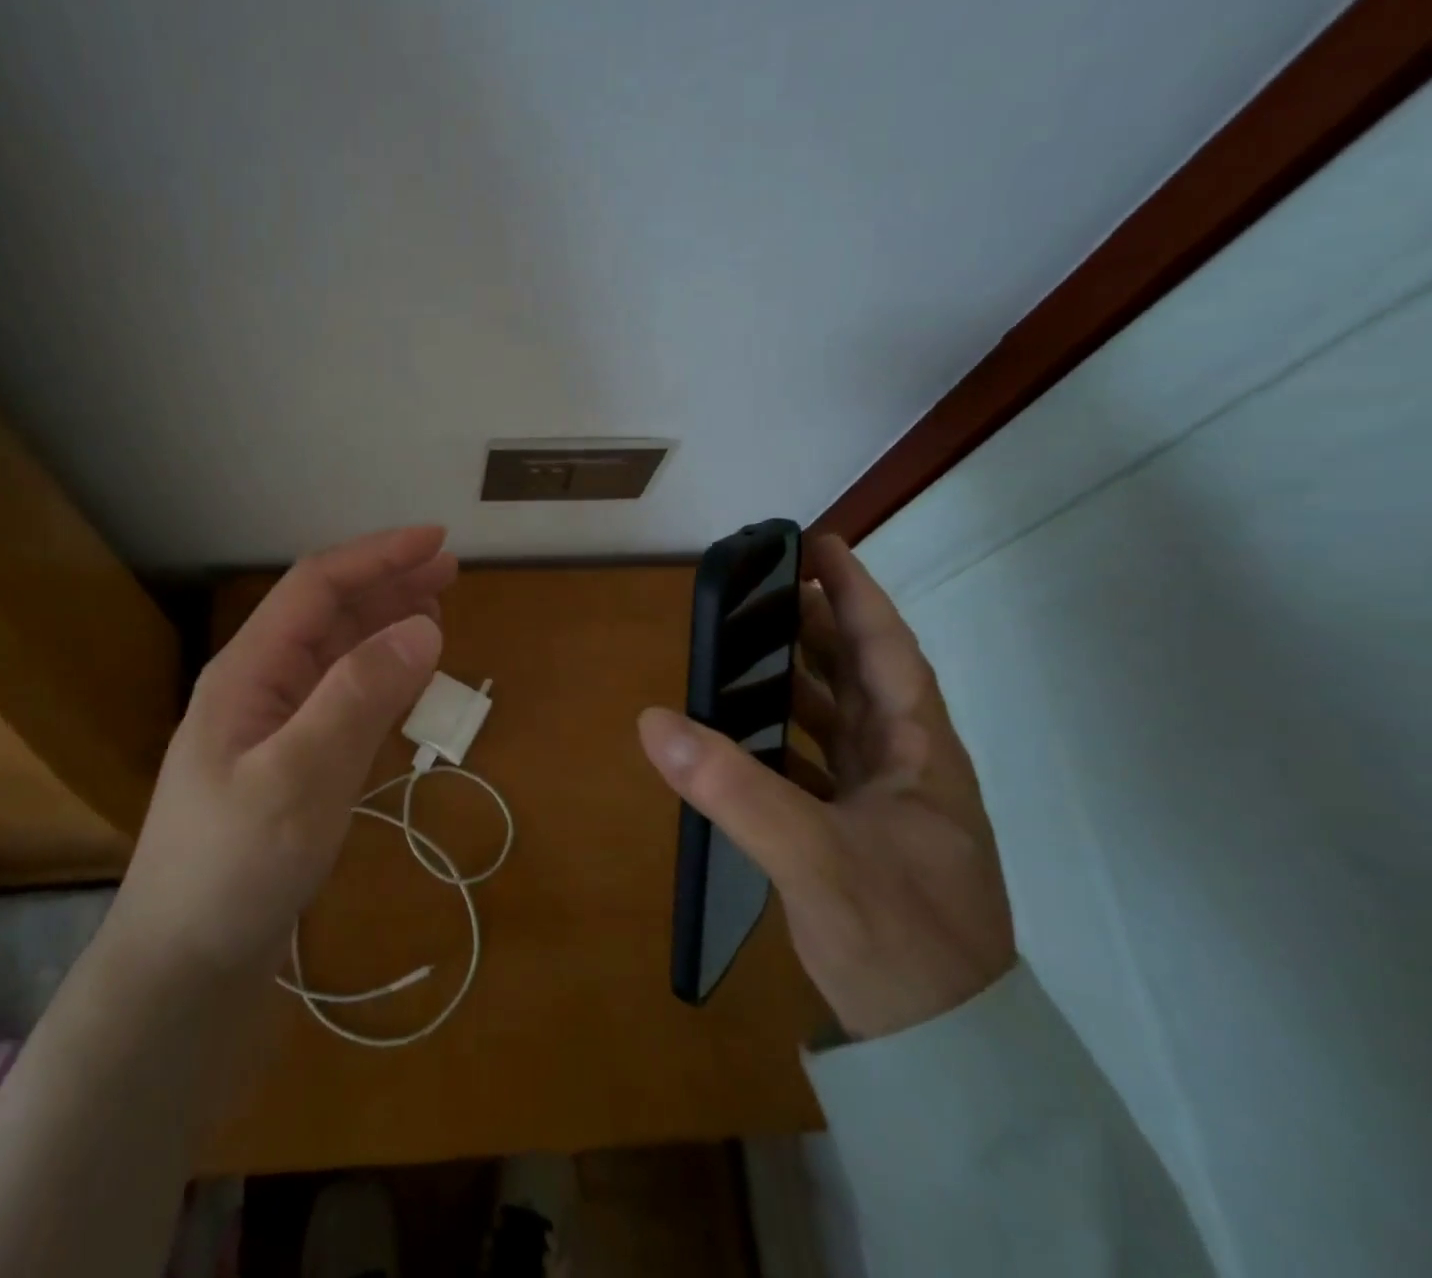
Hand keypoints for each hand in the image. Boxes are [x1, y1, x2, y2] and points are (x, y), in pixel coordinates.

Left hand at [107, 526, 454, 982]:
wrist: (186, 967)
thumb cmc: (234, 869)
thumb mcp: (300, 777)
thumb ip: (359, 696)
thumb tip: (424, 624)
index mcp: (249, 671)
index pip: (317, 588)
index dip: (377, 557)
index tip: (437, 541)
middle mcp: (259, 686)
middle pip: (328, 614)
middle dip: (387, 583)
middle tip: (450, 570)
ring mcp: (274, 726)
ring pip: (337, 654)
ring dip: (385, 624)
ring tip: (436, 609)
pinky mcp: (291, 763)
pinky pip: (342, 698)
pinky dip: (380, 676)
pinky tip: (404, 677)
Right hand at [638, 534, 1014, 1039]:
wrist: (942, 1050)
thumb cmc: (897, 939)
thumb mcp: (813, 859)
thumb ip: (733, 788)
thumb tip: (654, 720)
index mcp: (919, 753)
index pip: (888, 649)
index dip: (855, 592)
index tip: (819, 544)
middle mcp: (907, 767)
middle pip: (862, 675)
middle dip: (819, 626)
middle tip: (766, 590)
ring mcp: (886, 804)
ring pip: (840, 720)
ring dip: (799, 681)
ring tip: (746, 650)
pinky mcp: (861, 835)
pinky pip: (819, 764)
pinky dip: (784, 739)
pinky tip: (744, 737)